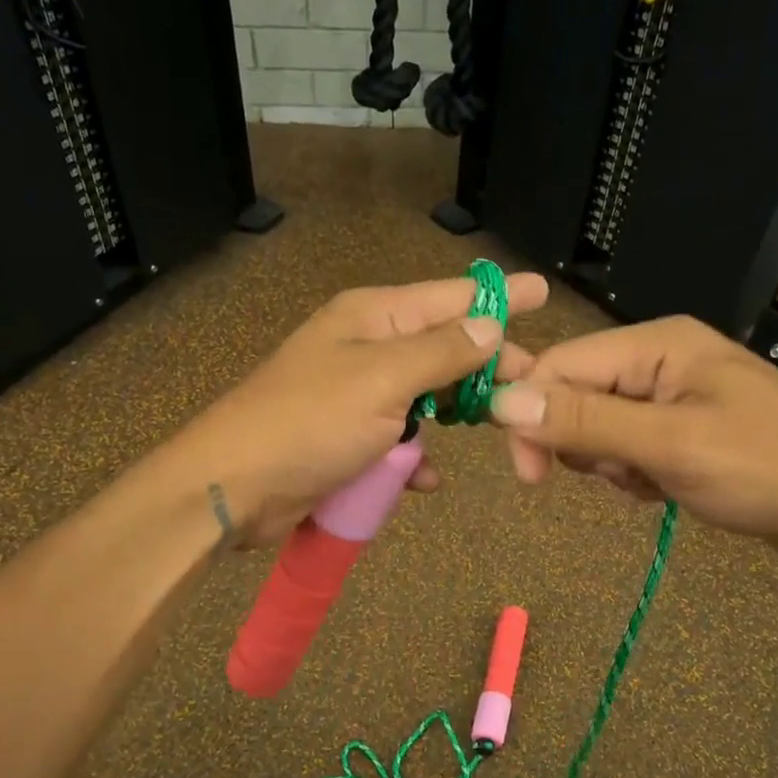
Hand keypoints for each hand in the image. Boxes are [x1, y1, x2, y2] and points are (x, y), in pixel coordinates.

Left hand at [167, 273, 547, 545]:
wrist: (234, 486)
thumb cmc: (310, 422)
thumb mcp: (383, 380)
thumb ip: (441, 353)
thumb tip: (490, 325)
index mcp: (374, 317)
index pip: (451, 298)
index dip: (499, 297)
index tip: (543, 291)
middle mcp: (368, 347)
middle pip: (444, 348)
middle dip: (486, 366)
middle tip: (531, 382)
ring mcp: (357, 395)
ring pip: (425, 397)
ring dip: (452, 416)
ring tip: (494, 429)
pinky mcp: (349, 438)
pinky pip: (399, 440)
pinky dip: (415, 458)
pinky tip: (426, 479)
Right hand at [488, 315, 777, 567]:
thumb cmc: (768, 468)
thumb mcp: (670, 445)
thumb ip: (584, 420)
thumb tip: (501, 400)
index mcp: (657, 344)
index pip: (560, 365)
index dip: (531, 413)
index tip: (528, 476)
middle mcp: (661, 361)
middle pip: (577, 394)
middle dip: (581, 444)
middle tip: (618, 477)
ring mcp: (675, 396)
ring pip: (599, 427)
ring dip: (610, 464)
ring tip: (652, 483)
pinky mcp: (686, 431)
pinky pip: (629, 449)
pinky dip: (634, 474)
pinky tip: (664, 491)